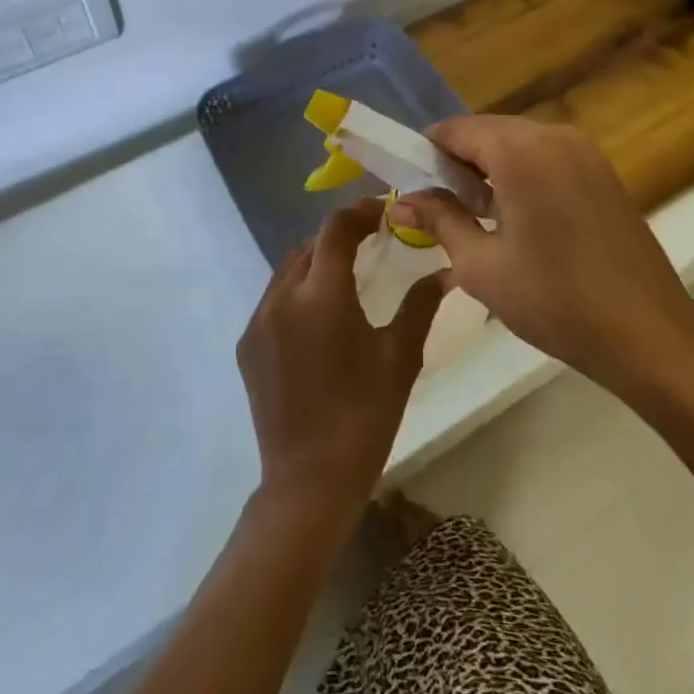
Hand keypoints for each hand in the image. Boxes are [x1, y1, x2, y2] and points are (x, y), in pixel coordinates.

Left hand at [235, 198, 443, 522]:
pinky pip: (272, 299)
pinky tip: (318, 314)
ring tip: (346, 274)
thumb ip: (421, 305)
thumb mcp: (400, 358)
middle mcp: (282, 298)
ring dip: (316, 262)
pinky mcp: (247, 345)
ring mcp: (258, 321)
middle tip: (371, 241)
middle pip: (309, 245)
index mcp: (321, 296)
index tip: (382, 212)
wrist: (308, 481)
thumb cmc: (364, 417)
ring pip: (287, 270)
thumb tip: (446, 271)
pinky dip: (297, 291)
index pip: (336, 229)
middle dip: (339, 236)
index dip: (359, 212)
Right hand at [391, 117, 693, 407]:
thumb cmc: (554, 300)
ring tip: (473, 213)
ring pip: (518, 142)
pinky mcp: (603, 173)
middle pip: (488, 131)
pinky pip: (547, 157)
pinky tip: (516, 216)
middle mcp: (554, 136)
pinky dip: (521, 173)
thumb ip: (439, 220)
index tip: (409, 183)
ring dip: (489, 166)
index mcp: (521, 152)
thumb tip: (401, 199)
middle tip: (437, 204)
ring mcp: (585, 152)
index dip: (426, 151)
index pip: (457, 129)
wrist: (648, 335)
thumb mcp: (480, 265)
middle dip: (457, 159)